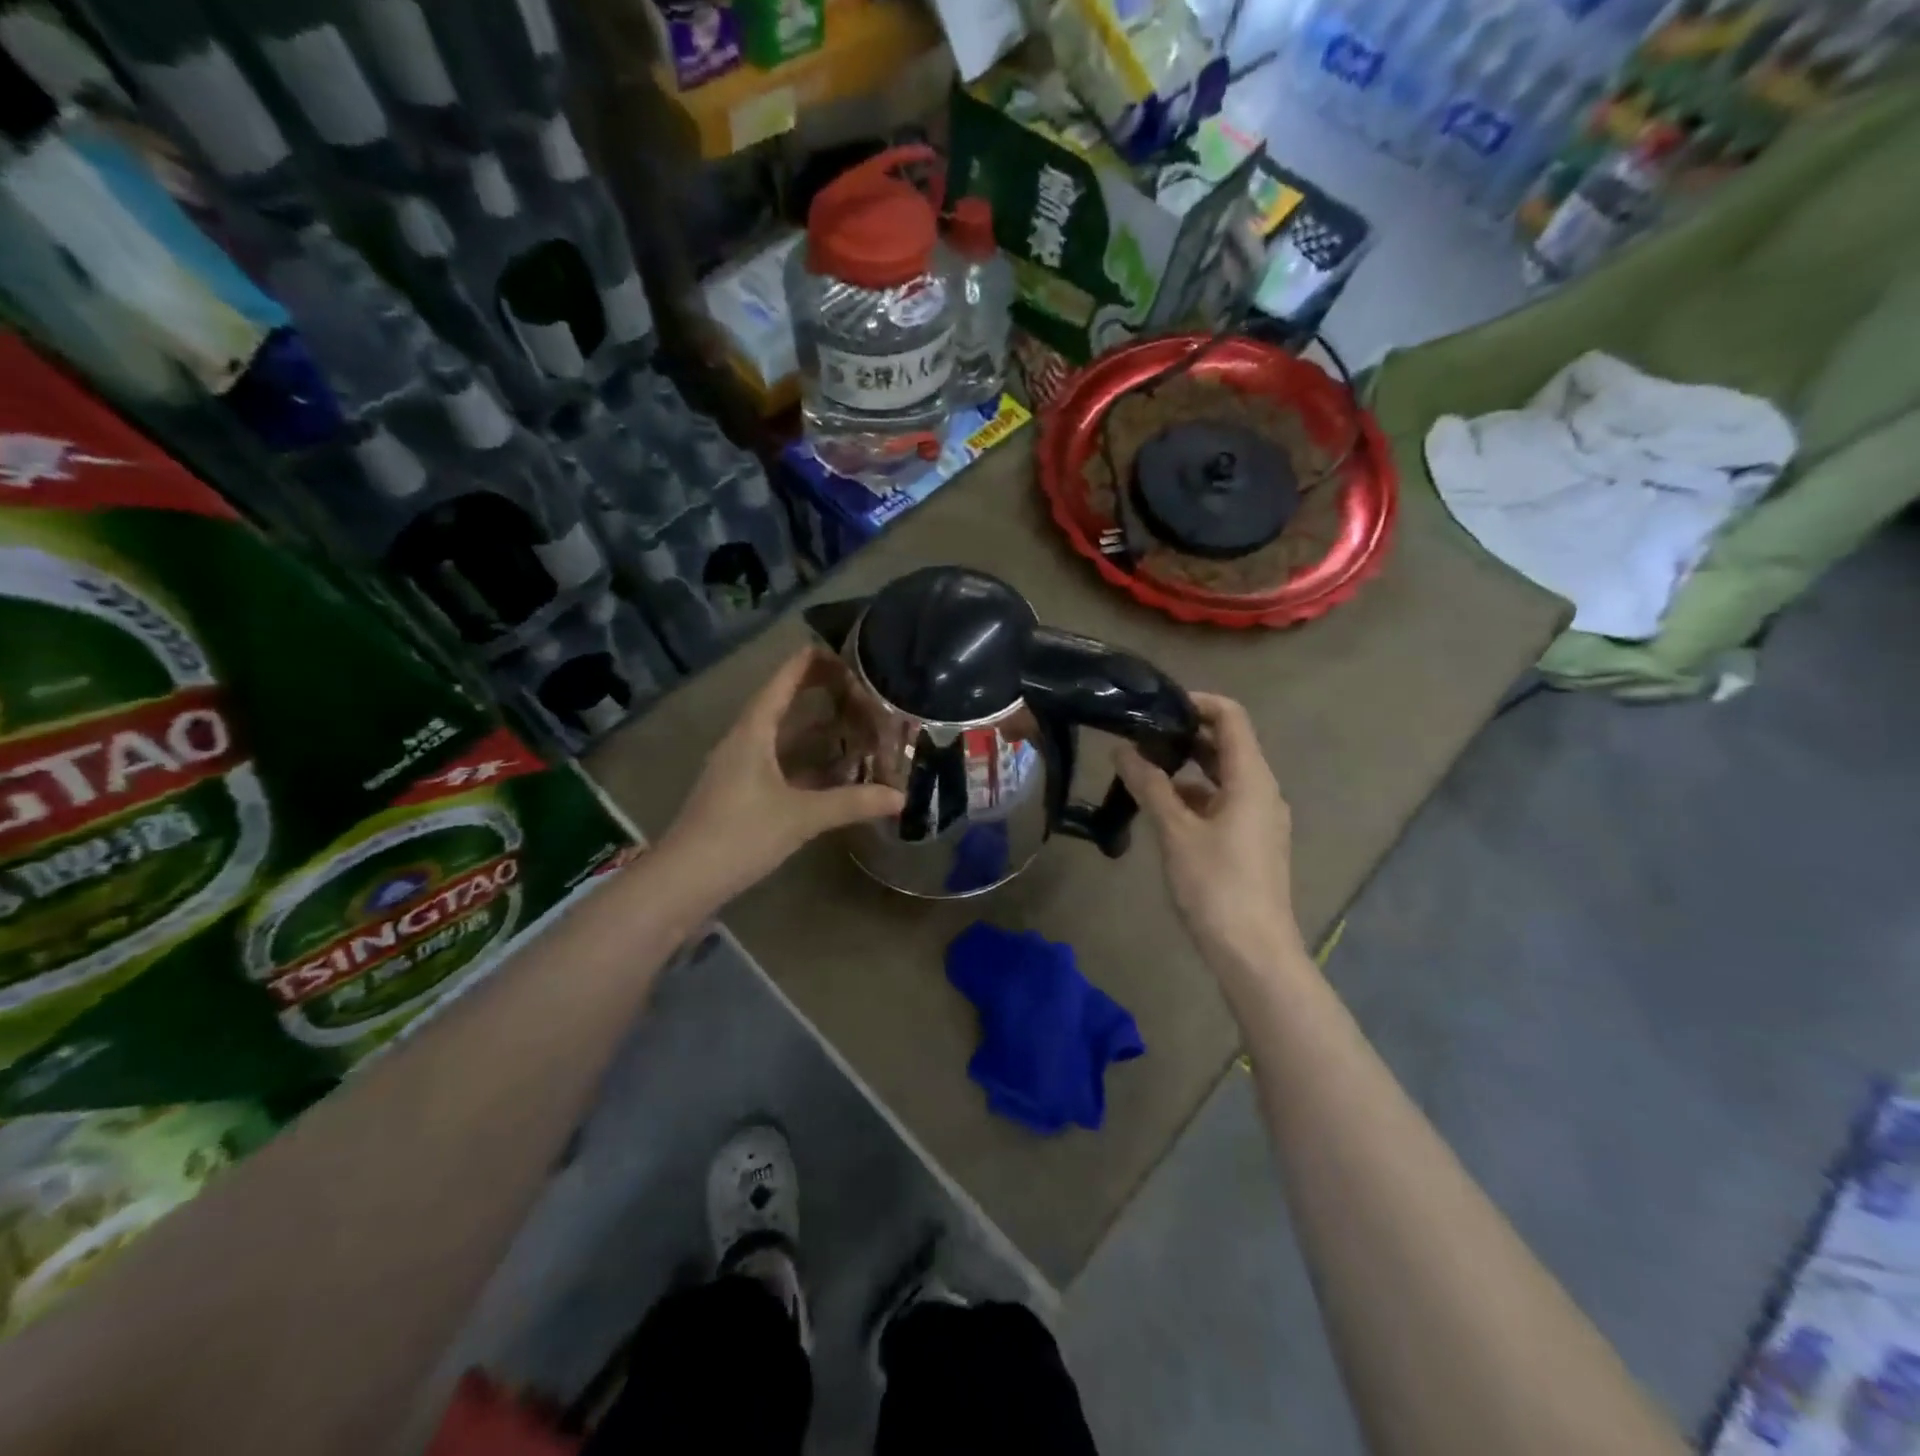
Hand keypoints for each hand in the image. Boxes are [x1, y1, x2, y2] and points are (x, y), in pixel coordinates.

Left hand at [660, 649, 903, 907]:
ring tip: (850, 719)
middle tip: (854, 683)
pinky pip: (778, 763)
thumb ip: (852, 803)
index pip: (781, 683)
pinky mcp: (740, 794)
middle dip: (815, 692)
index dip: (808, 663)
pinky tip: (831, 769)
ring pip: (780, 737)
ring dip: (812, 728)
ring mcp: (739, 769)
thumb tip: (900, 797)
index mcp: (752, 733)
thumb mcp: (802, 816)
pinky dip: (805, 760)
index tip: (838, 649)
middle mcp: (743, 742)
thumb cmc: (740, 834)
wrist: (685, 880)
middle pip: (781, 705)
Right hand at [1115, 693, 1307, 986]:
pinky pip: (1222, 803)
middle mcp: (1262, 791)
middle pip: (1227, 746)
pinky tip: (1160, 808)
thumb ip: (1150, 786)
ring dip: (1185, 768)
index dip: (1197, 703)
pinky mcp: (1250, 842)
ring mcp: (1259, 819)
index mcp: (1252, 779)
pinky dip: (1193, 797)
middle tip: (1139, 735)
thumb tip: (1122, 750)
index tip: (1156, 705)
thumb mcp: (1176, 832)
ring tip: (1142, 769)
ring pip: (1222, 777)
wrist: (1253, 953)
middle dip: (1184, 736)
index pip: (1231, 718)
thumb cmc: (1216, 886)